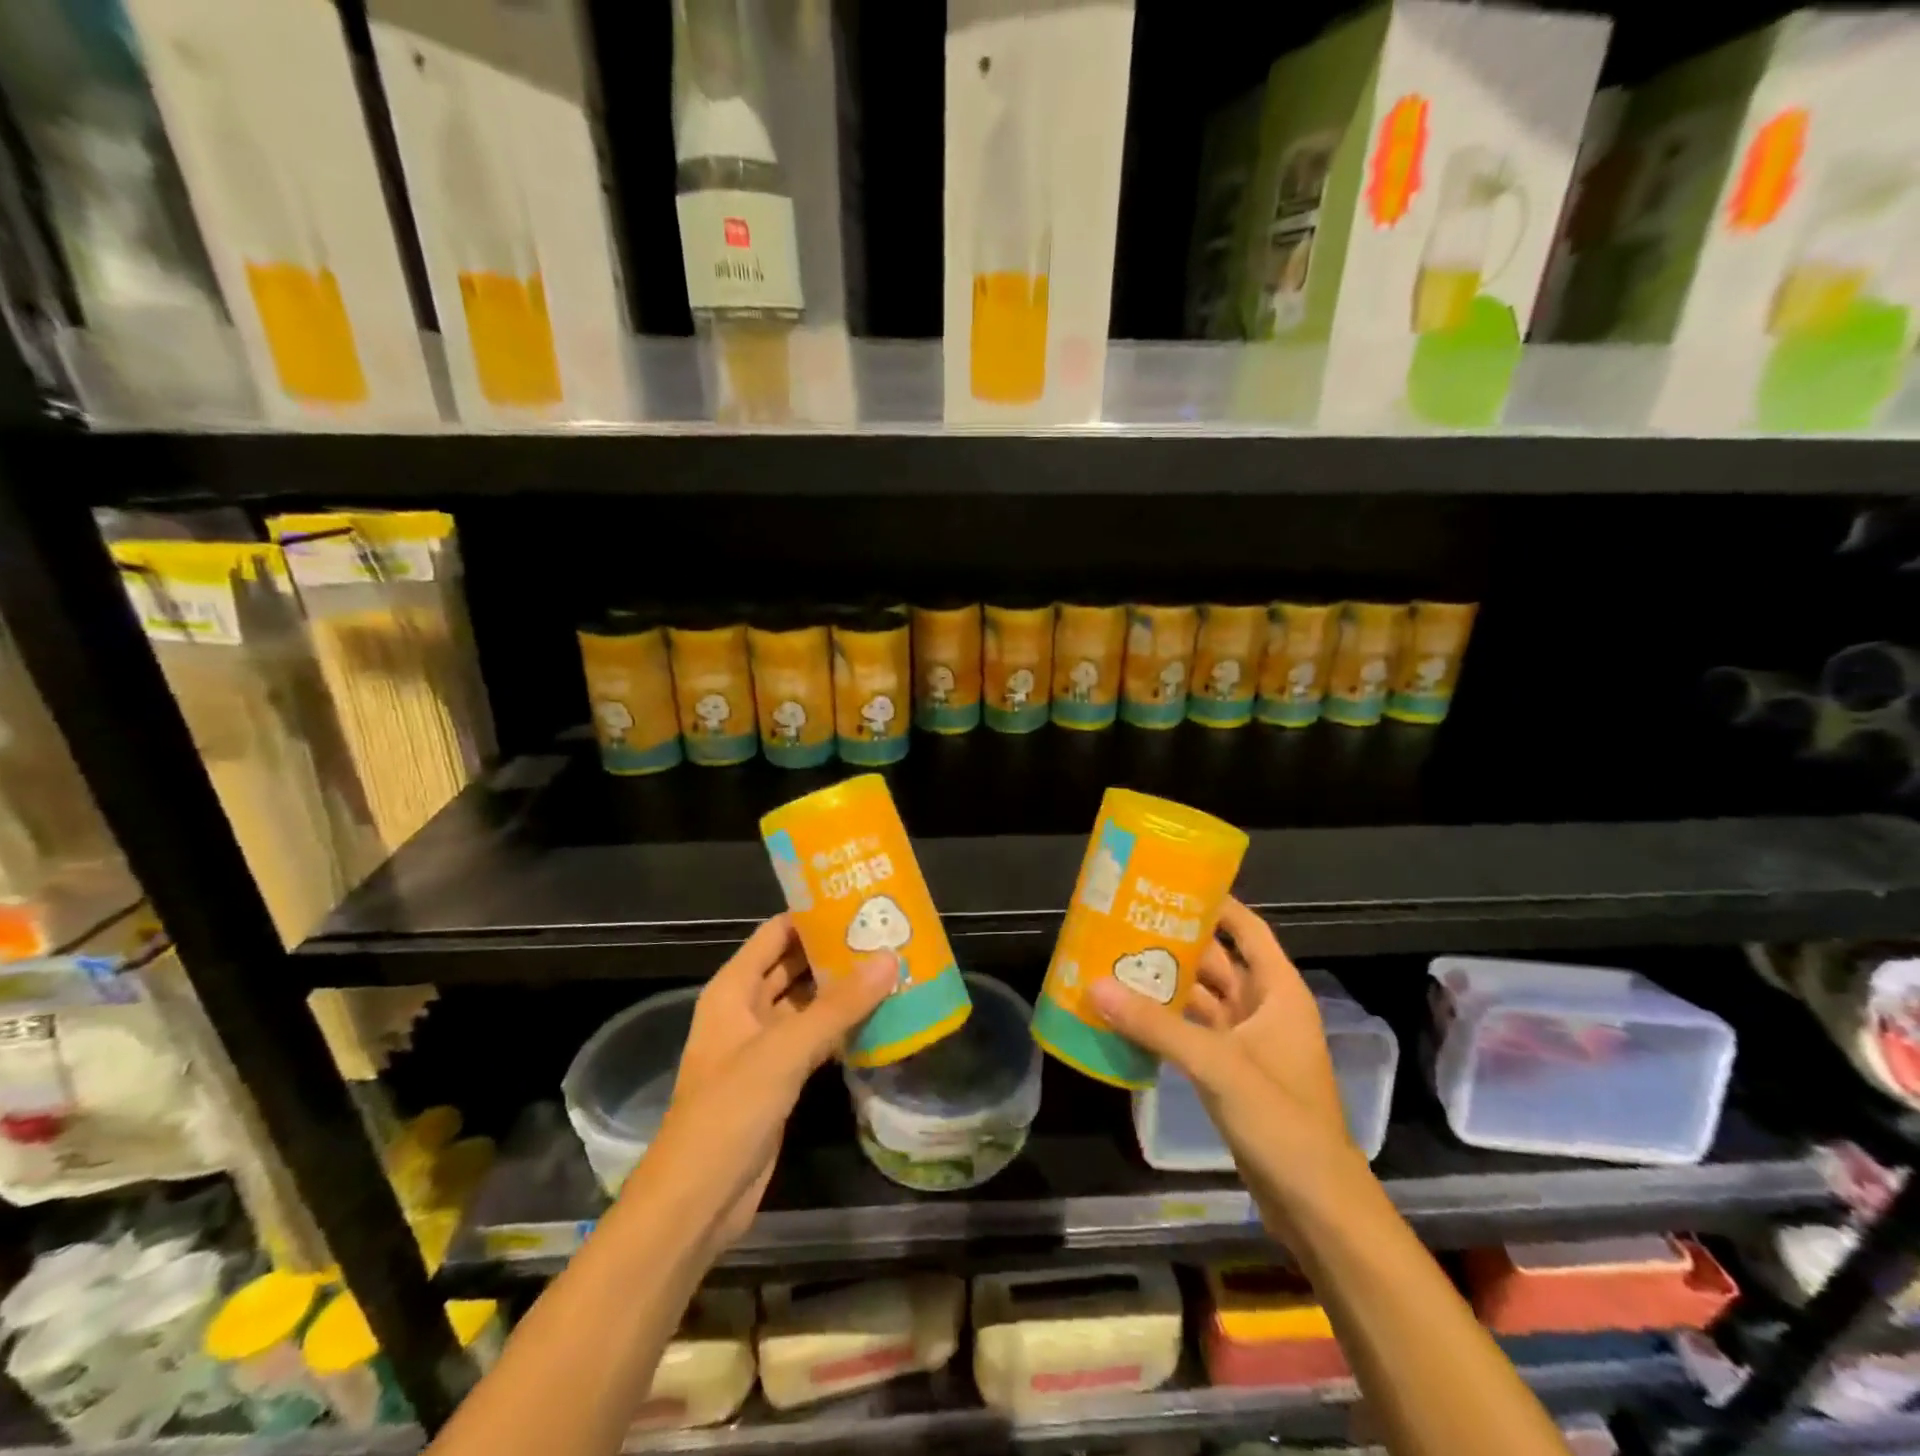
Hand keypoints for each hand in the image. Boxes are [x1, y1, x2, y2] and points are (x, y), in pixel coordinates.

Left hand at [628, 915, 896, 1249]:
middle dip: (833, 950)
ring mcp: (762, 1046)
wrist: (698, 1200)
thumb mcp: (786, 1049)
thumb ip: (839, 1005)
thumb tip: (889, 958)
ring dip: (841, 989)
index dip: (811, 914)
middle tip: (885, 932)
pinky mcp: (779, 1079)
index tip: (857, 900)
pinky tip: (879, 1017)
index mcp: (733, 989)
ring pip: (806, 1004)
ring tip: (890, 966)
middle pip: (793, 966)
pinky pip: (814, 1039)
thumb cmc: (730, 1109)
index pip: (775, 933)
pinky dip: (841, 1027)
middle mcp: (745, 1010)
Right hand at [1090, 899, 1365, 1234]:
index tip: (1173, 882)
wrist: (1317, 1206)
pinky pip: (1194, 1034)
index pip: (1247, 930)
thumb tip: (1095, 985)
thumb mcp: (1217, 1065)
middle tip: (1127, 920)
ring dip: (1167, 985)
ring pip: (1202, 999)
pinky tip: (1129, 1014)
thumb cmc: (1282, 1120)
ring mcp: (1247, 1044)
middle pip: (1218, 961)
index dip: (1217, 903)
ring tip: (1118, 961)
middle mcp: (1264, 1009)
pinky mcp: (1232, 1074)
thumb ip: (1156, 1026)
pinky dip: (1166, 1023)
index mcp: (1278, 992)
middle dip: (1177, 942)